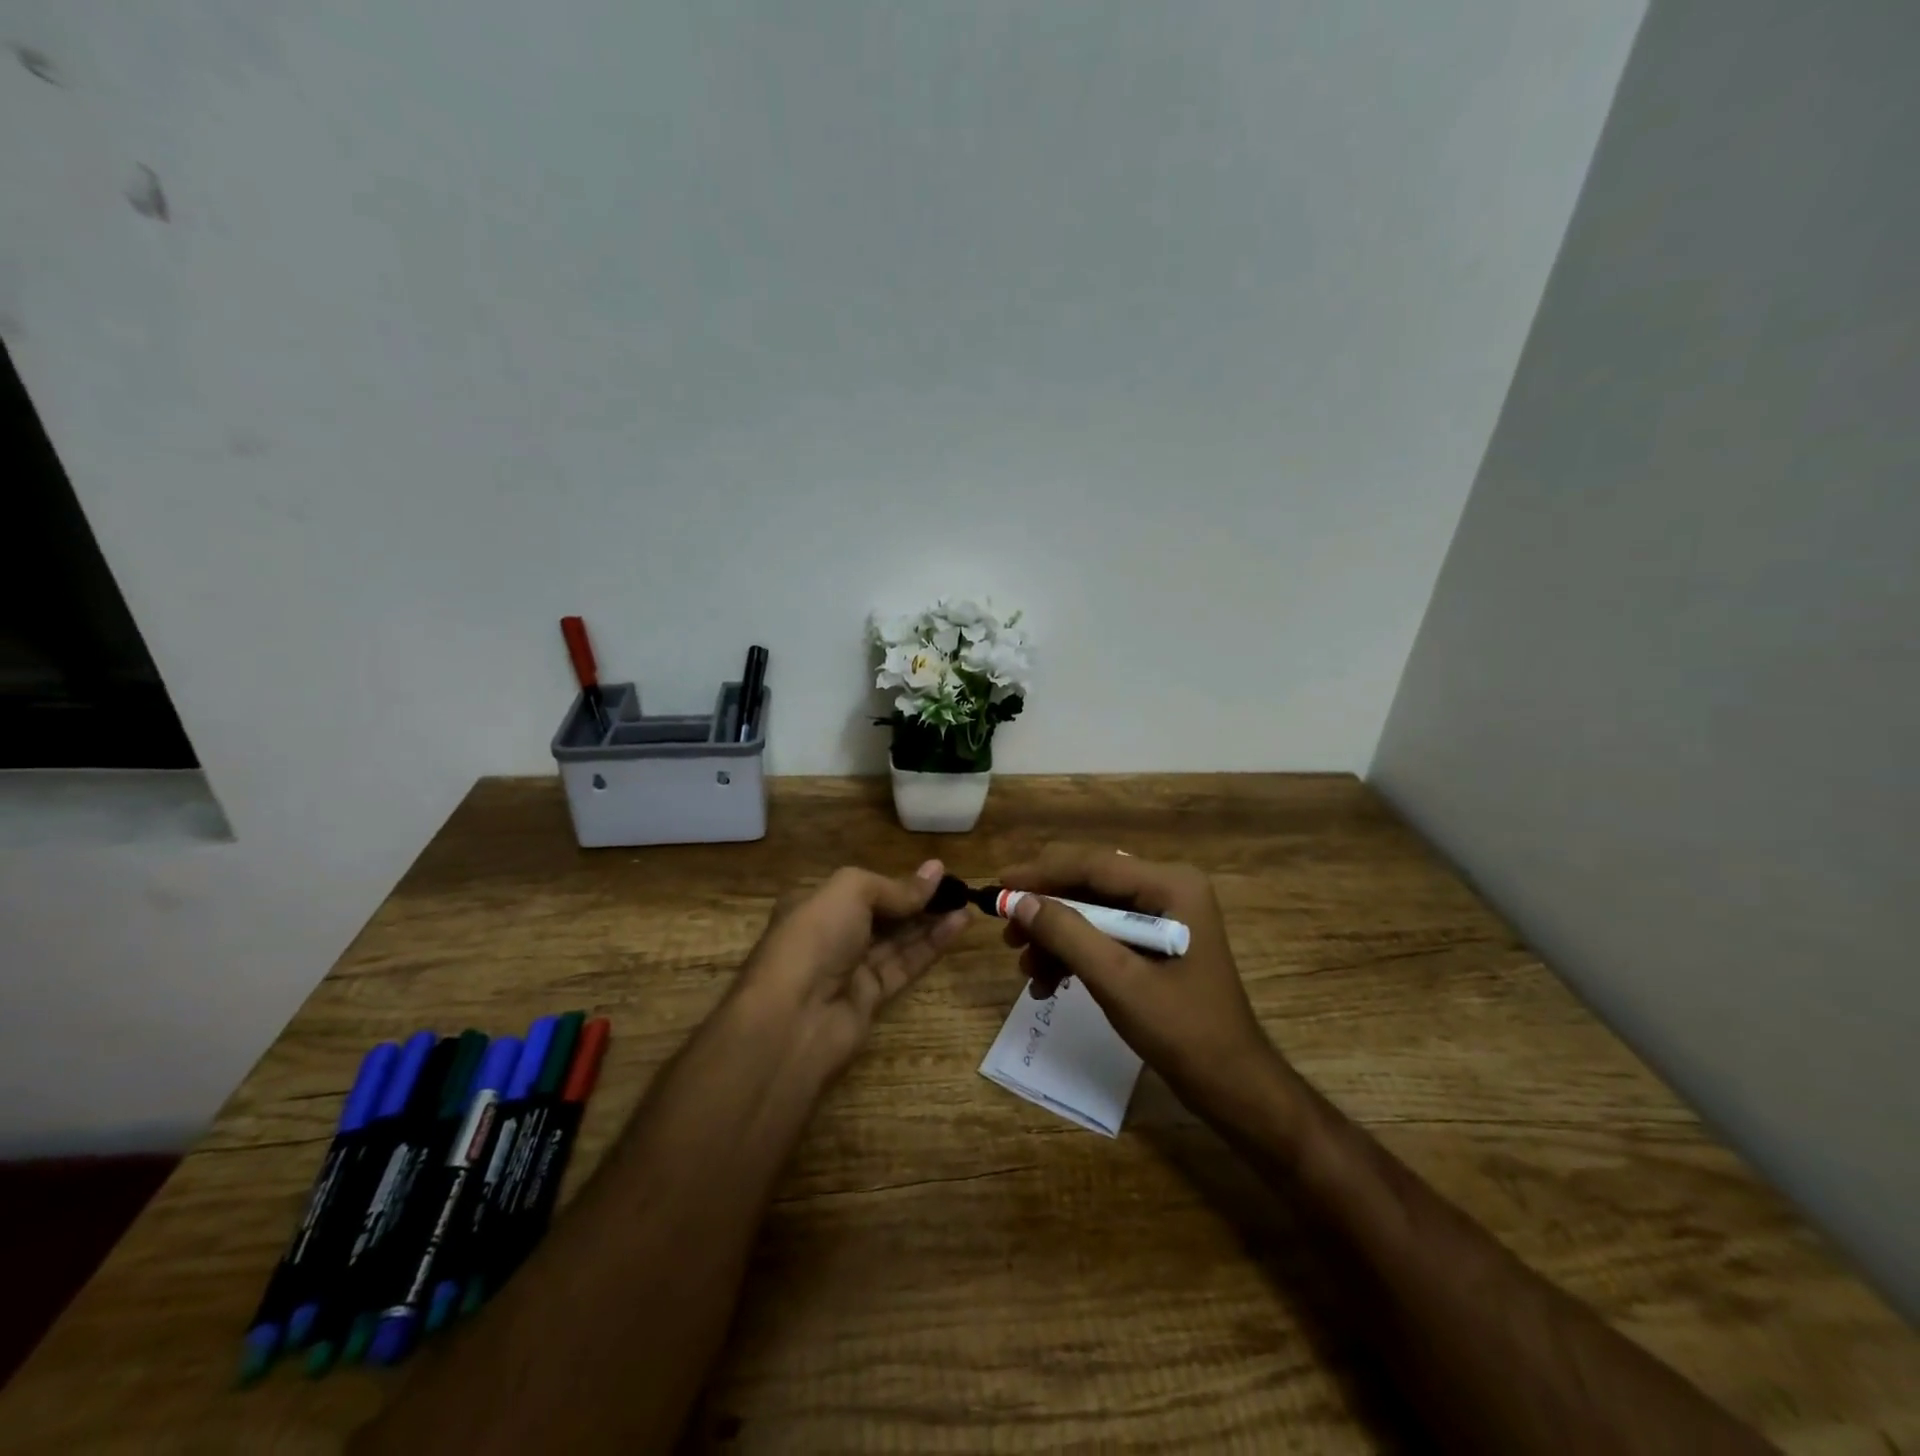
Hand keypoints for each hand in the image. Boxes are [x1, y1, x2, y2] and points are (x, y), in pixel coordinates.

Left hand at [734, 859, 969, 1076]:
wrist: (793, 1019)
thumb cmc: (815, 939)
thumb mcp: (850, 891)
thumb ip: (894, 886)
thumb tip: (934, 872)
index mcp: (814, 904)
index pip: (861, 888)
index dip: (896, 880)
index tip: (935, 873)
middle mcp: (830, 935)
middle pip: (881, 913)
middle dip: (916, 900)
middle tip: (957, 887)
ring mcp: (849, 968)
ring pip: (897, 940)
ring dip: (930, 921)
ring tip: (966, 903)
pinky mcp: (870, 998)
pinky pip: (905, 965)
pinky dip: (931, 945)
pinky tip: (959, 925)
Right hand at [997, 846, 1278, 1118]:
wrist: (1230, 1084)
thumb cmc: (1181, 1030)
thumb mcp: (1117, 980)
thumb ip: (1067, 934)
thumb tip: (1019, 901)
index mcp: (1170, 885)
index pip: (1093, 864)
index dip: (1040, 874)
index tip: (998, 886)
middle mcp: (1168, 888)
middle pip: (1089, 884)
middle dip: (1046, 911)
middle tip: (1007, 935)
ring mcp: (1164, 914)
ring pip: (1091, 911)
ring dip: (1056, 938)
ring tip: (1026, 971)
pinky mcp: (1156, 941)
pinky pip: (1104, 933)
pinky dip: (1074, 954)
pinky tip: (1048, 983)